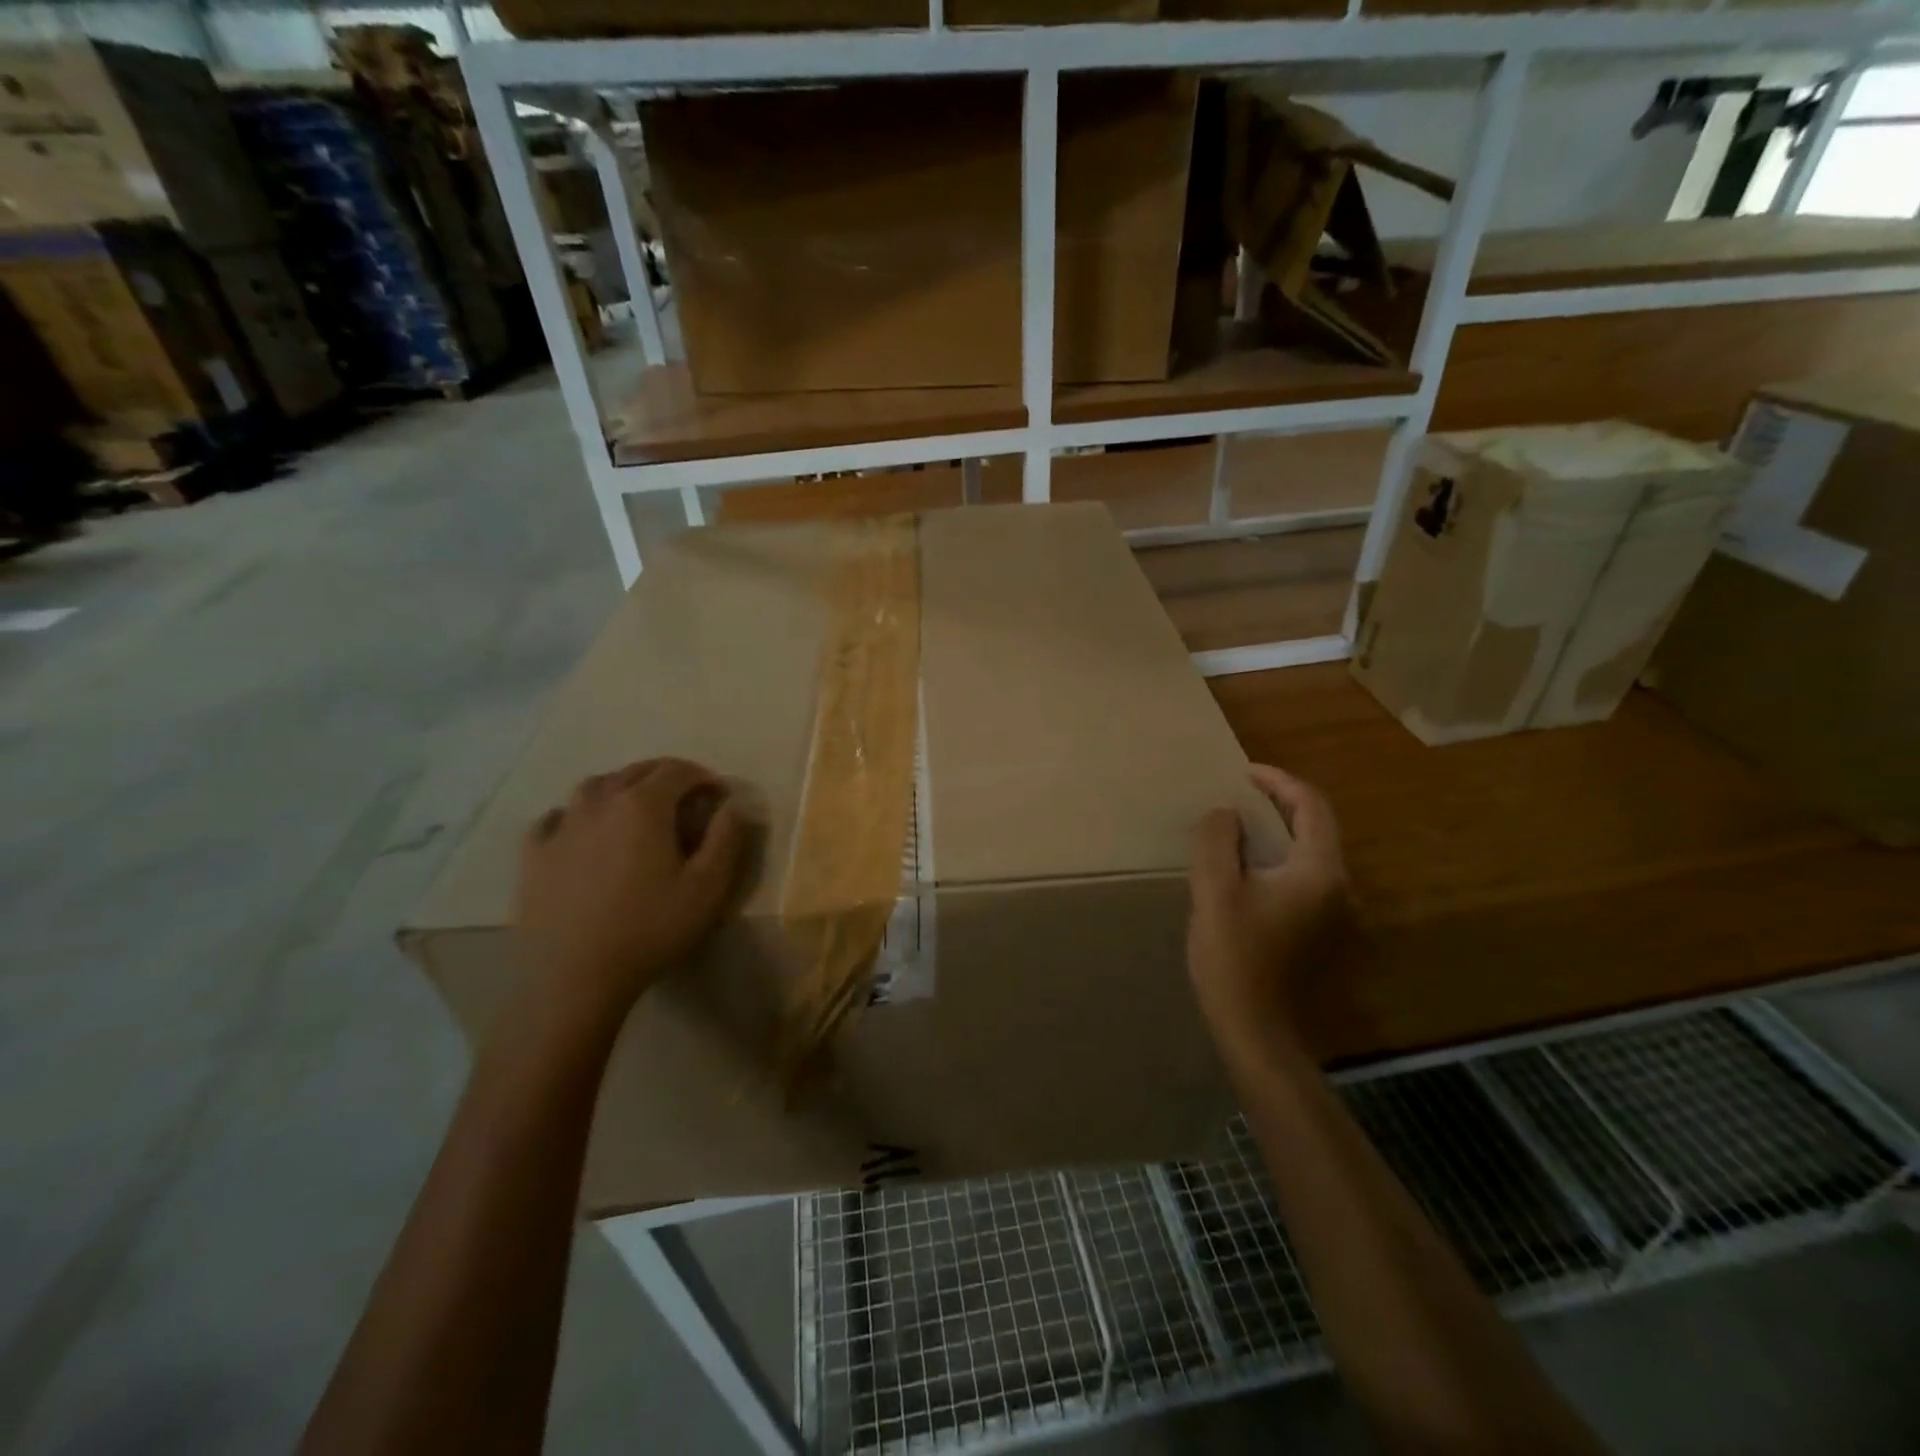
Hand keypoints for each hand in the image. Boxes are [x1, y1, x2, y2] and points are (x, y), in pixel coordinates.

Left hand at [515, 758, 750, 1024]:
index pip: (678, 770)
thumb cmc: (651, 929)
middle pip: (636, 771)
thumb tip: (735, 802)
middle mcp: (600, 802)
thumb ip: (727, 837)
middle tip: (685, 799)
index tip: (719, 795)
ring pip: (594, 787)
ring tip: (636, 808)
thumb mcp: (708, 886)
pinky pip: (556, 818)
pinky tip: (583, 832)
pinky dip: (576, 815)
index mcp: (643, 805)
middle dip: (666, 776)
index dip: (703, 776)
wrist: (575, 977)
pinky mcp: (534, 855)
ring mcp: (562, 827)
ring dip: (622, 787)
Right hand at [1188, 764, 1351, 1055]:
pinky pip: (1304, 877)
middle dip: (1280, 803)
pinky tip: (1249, 867)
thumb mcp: (1215, 891)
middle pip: (1316, 827)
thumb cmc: (1234, 956)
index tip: (1244, 773)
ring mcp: (1335, 913)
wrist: (1256, 1028)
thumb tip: (1225, 814)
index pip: (1311, 807)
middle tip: (1240, 793)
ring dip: (1280, 831)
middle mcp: (1339, 888)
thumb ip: (1218, 841)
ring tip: (1240, 824)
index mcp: (1319, 872)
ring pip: (1311, 853)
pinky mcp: (1322, 932)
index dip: (1279, 781)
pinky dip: (1280, 857)